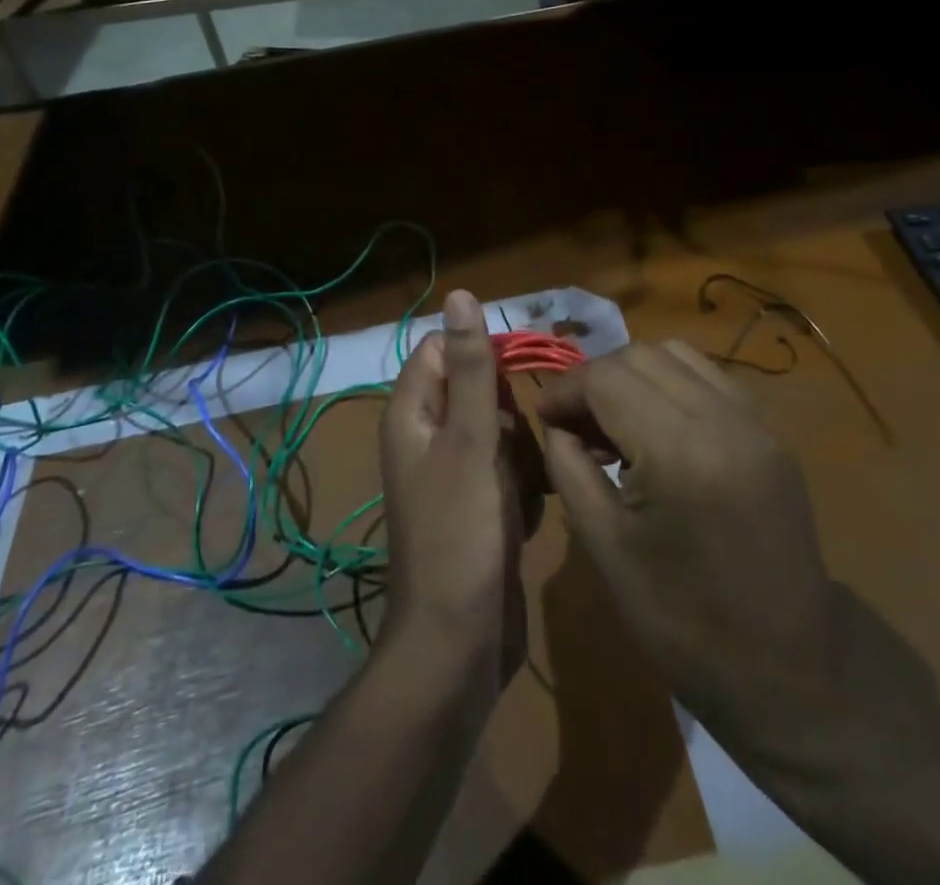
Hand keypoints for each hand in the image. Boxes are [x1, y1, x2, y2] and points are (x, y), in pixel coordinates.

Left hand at [379, 291, 535, 694]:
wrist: (459, 645)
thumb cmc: (461, 534)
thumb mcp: (471, 442)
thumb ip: (470, 368)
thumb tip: (460, 294)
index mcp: (412, 413)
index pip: (442, 350)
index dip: (482, 355)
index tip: (519, 380)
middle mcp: (427, 437)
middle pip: (478, 391)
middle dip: (510, 413)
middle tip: (522, 448)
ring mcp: (452, 475)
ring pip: (500, 433)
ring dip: (523, 455)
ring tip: (528, 488)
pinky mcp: (477, 507)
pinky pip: (507, 473)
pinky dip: (524, 488)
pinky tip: (527, 517)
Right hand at [538, 342, 939, 766]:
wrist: (790, 674)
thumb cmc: (683, 623)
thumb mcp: (605, 547)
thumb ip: (569, 468)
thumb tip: (555, 423)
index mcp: (679, 452)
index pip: (605, 378)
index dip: (564, 389)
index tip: (544, 418)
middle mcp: (723, 419)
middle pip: (640, 354)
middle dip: (596, 378)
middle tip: (575, 424)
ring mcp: (756, 422)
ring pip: (677, 354)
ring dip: (634, 374)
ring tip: (616, 423)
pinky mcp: (771, 433)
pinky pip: (710, 377)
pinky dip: (672, 384)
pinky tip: (659, 428)